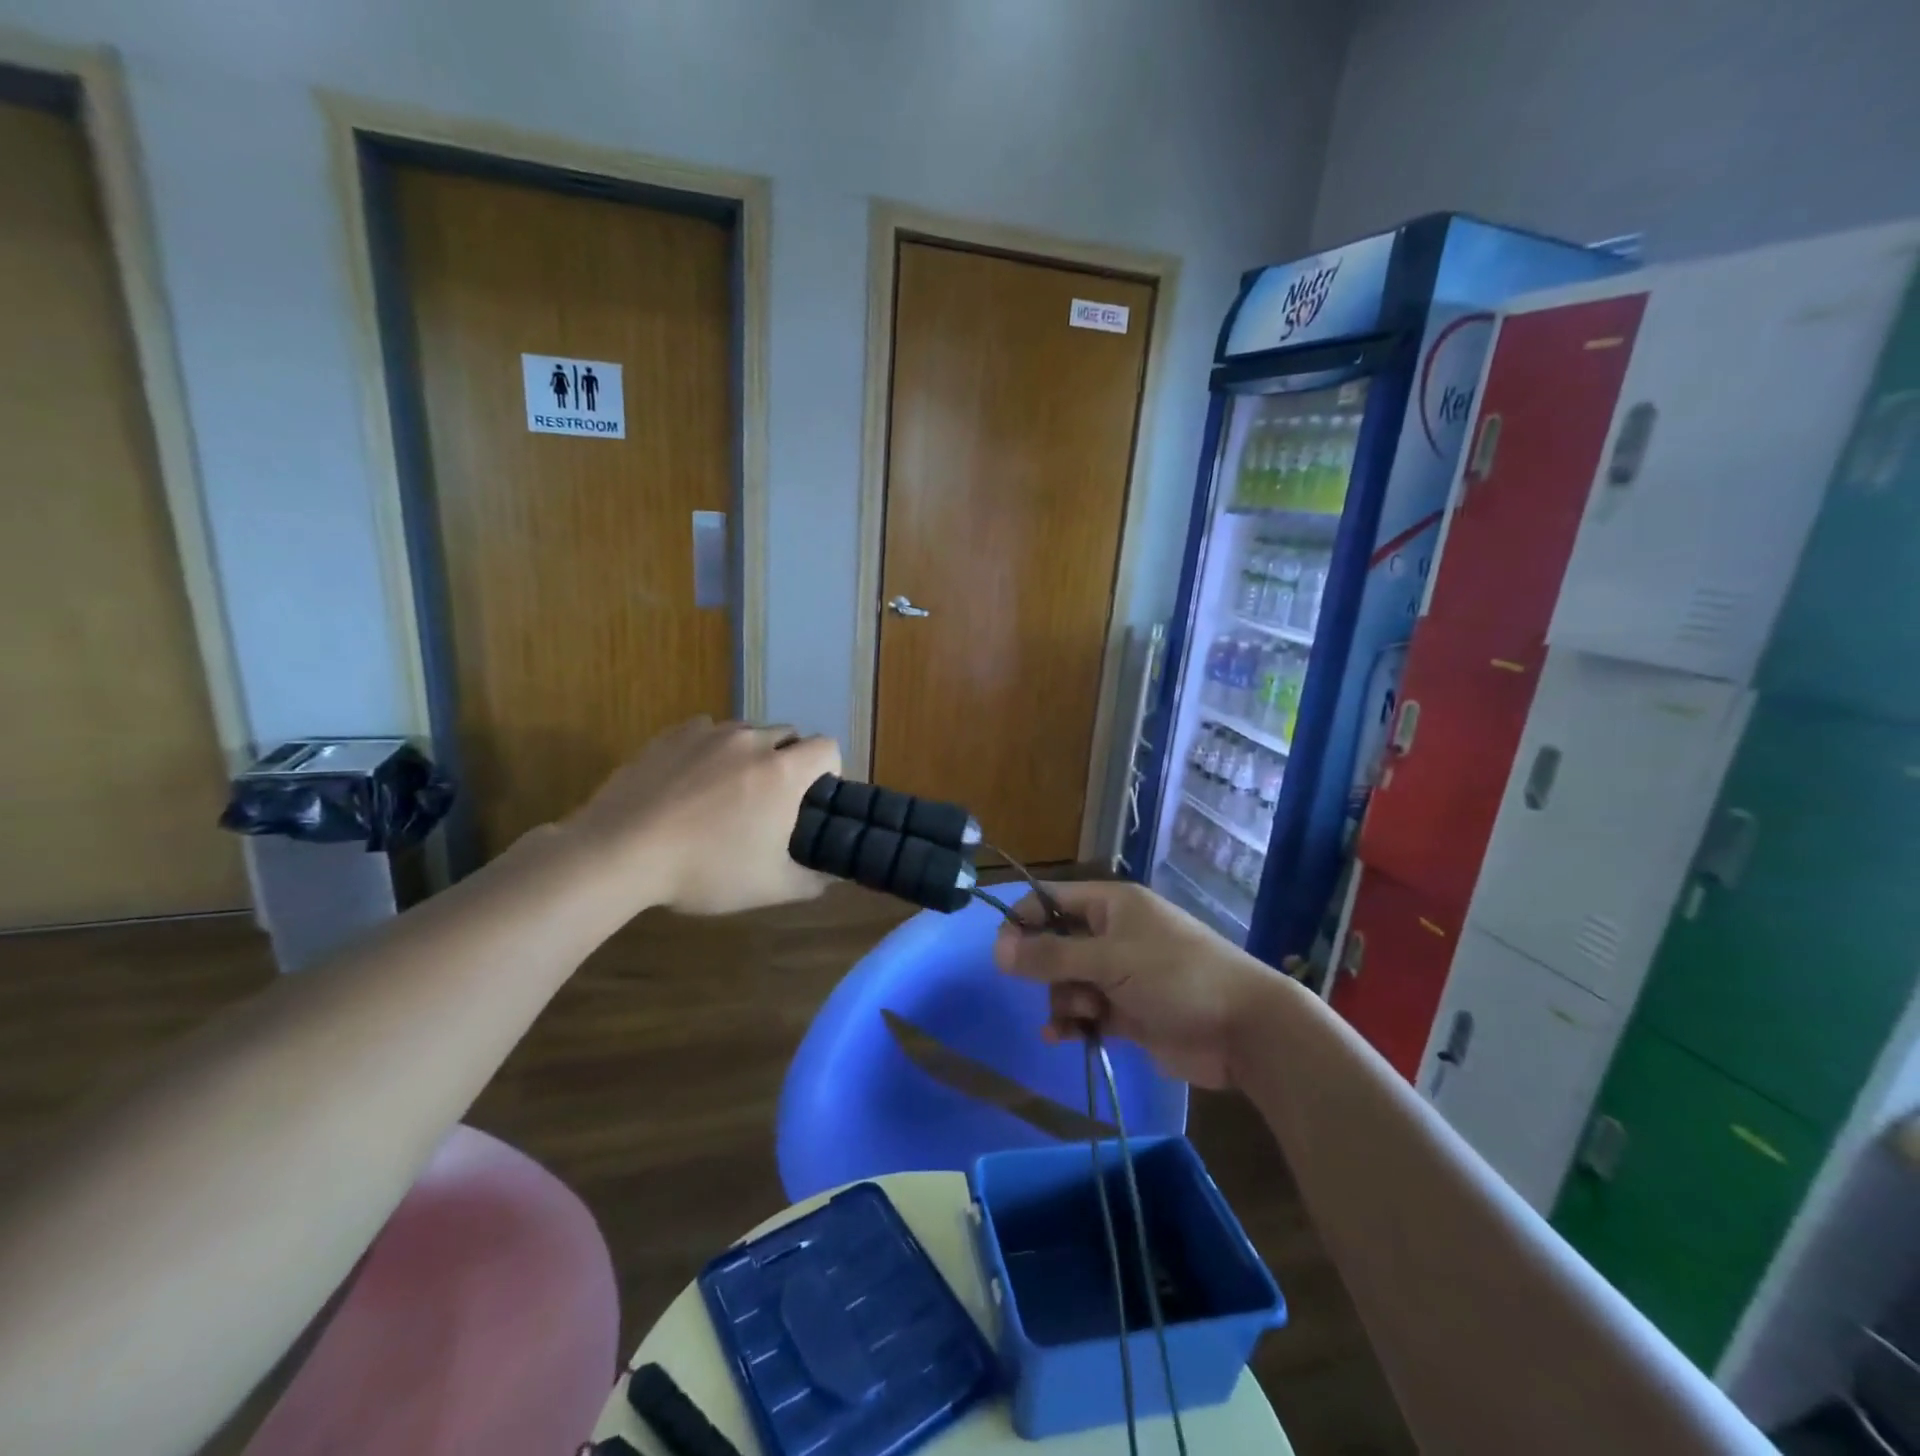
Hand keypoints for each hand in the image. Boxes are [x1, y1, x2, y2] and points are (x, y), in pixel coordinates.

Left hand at [562, 718, 840, 915]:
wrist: (619, 852)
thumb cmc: (705, 870)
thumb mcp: (768, 888)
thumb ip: (812, 880)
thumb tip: (833, 876)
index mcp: (783, 771)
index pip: (828, 747)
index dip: (828, 770)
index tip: (812, 798)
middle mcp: (752, 740)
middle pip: (789, 735)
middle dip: (789, 761)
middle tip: (770, 800)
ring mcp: (709, 733)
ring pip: (747, 732)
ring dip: (750, 754)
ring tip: (726, 791)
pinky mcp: (672, 734)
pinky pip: (707, 731)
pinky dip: (711, 750)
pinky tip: (691, 782)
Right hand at [992, 881, 1279, 1088]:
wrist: (1243, 1029)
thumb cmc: (1175, 976)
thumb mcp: (1109, 959)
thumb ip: (1051, 955)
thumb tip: (997, 949)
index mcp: (1111, 905)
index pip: (1051, 900)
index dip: (1023, 921)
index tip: (1001, 953)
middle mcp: (1113, 934)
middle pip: (1056, 944)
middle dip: (1046, 968)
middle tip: (1050, 988)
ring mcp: (1121, 974)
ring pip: (1068, 981)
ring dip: (1063, 999)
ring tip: (1082, 1015)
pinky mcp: (1129, 1012)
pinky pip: (1086, 1012)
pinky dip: (1073, 1023)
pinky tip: (1062, 1037)